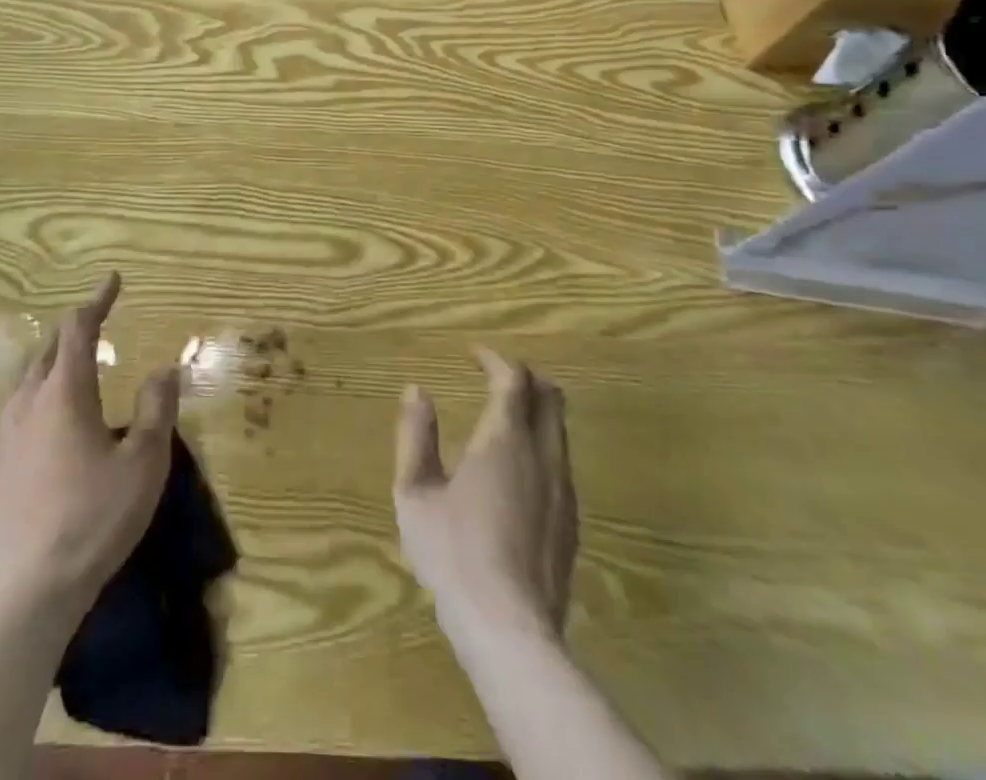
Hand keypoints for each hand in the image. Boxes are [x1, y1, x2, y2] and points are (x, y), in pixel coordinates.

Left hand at [0, 273, 179, 617]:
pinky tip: (46, 422)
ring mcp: (2, 434)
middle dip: (74, 330)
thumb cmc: (93, 520)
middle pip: (48, 349)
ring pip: (28, 379)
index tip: (113, 281)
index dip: (97, 300)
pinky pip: (15, 411)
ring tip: (74, 368)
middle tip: (97, 323)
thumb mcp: (143, 464)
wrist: (25, 592)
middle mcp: (27, 402)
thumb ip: (156, 410)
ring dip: (53, 363)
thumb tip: (164, 370)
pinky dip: (37, 396)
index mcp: (64, 393)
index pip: (78, 328)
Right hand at [394, 349, 577, 637]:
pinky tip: (517, 472)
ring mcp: (562, 490)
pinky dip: (542, 445)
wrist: (509, 630)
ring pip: (560, 431)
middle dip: (525, 378)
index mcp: (504, 439)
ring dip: (537, 412)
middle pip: (550, 397)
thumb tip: (415, 390)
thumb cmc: (453, 553)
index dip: (495, 359)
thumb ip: (415, 435)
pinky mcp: (571, 522)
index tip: (474, 354)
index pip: (512, 379)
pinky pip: (561, 463)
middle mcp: (542, 455)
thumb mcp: (415, 492)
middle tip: (495, 377)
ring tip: (504, 419)